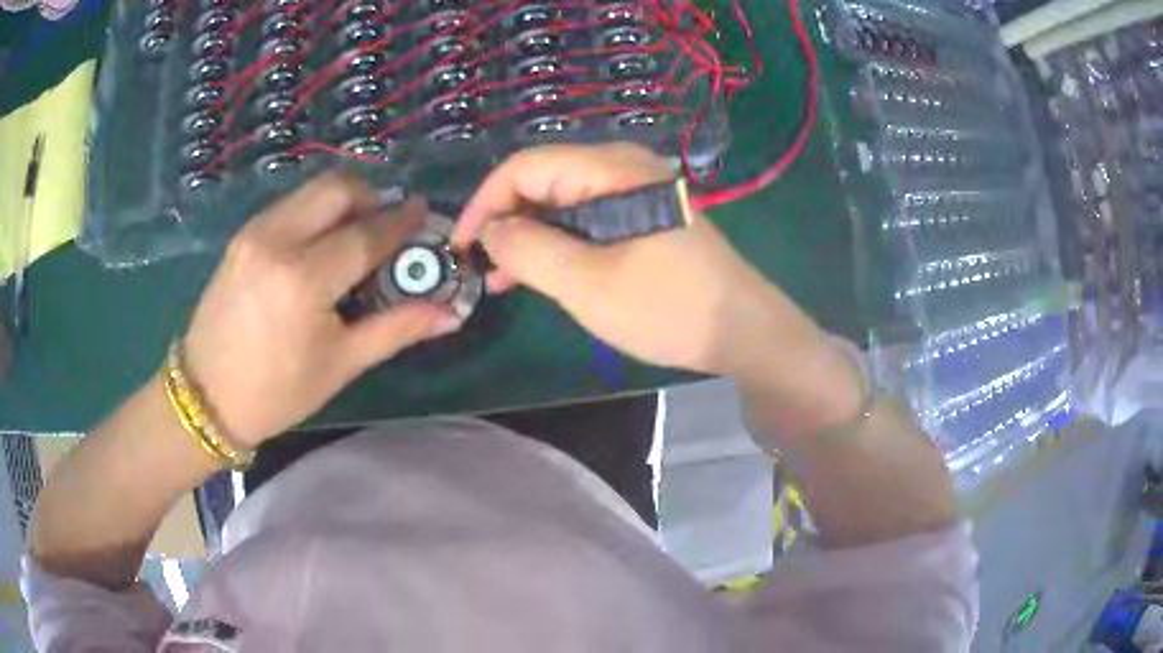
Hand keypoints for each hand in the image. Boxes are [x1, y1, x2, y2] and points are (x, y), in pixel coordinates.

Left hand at [183, 172, 461, 446]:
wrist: (206, 396)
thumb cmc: (276, 392)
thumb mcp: (340, 365)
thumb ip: (396, 329)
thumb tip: (450, 313)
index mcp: (304, 279)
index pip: (366, 234)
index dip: (402, 223)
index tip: (425, 214)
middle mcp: (277, 240)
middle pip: (338, 189)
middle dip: (372, 197)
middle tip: (387, 226)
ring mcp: (255, 232)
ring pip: (312, 191)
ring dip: (344, 202)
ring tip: (356, 235)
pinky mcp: (243, 235)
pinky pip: (291, 205)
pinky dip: (316, 212)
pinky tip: (320, 245)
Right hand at [454, 143, 863, 437]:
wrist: (744, 331)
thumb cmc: (667, 306)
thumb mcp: (588, 283)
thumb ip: (529, 250)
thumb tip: (491, 231)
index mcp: (611, 169)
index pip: (526, 166)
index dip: (485, 202)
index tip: (461, 245)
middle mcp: (623, 168)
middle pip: (544, 179)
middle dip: (506, 220)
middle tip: (482, 267)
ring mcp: (637, 193)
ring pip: (564, 202)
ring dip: (530, 236)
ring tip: (503, 279)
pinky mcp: (646, 218)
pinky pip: (588, 220)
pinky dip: (560, 243)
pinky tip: (542, 274)